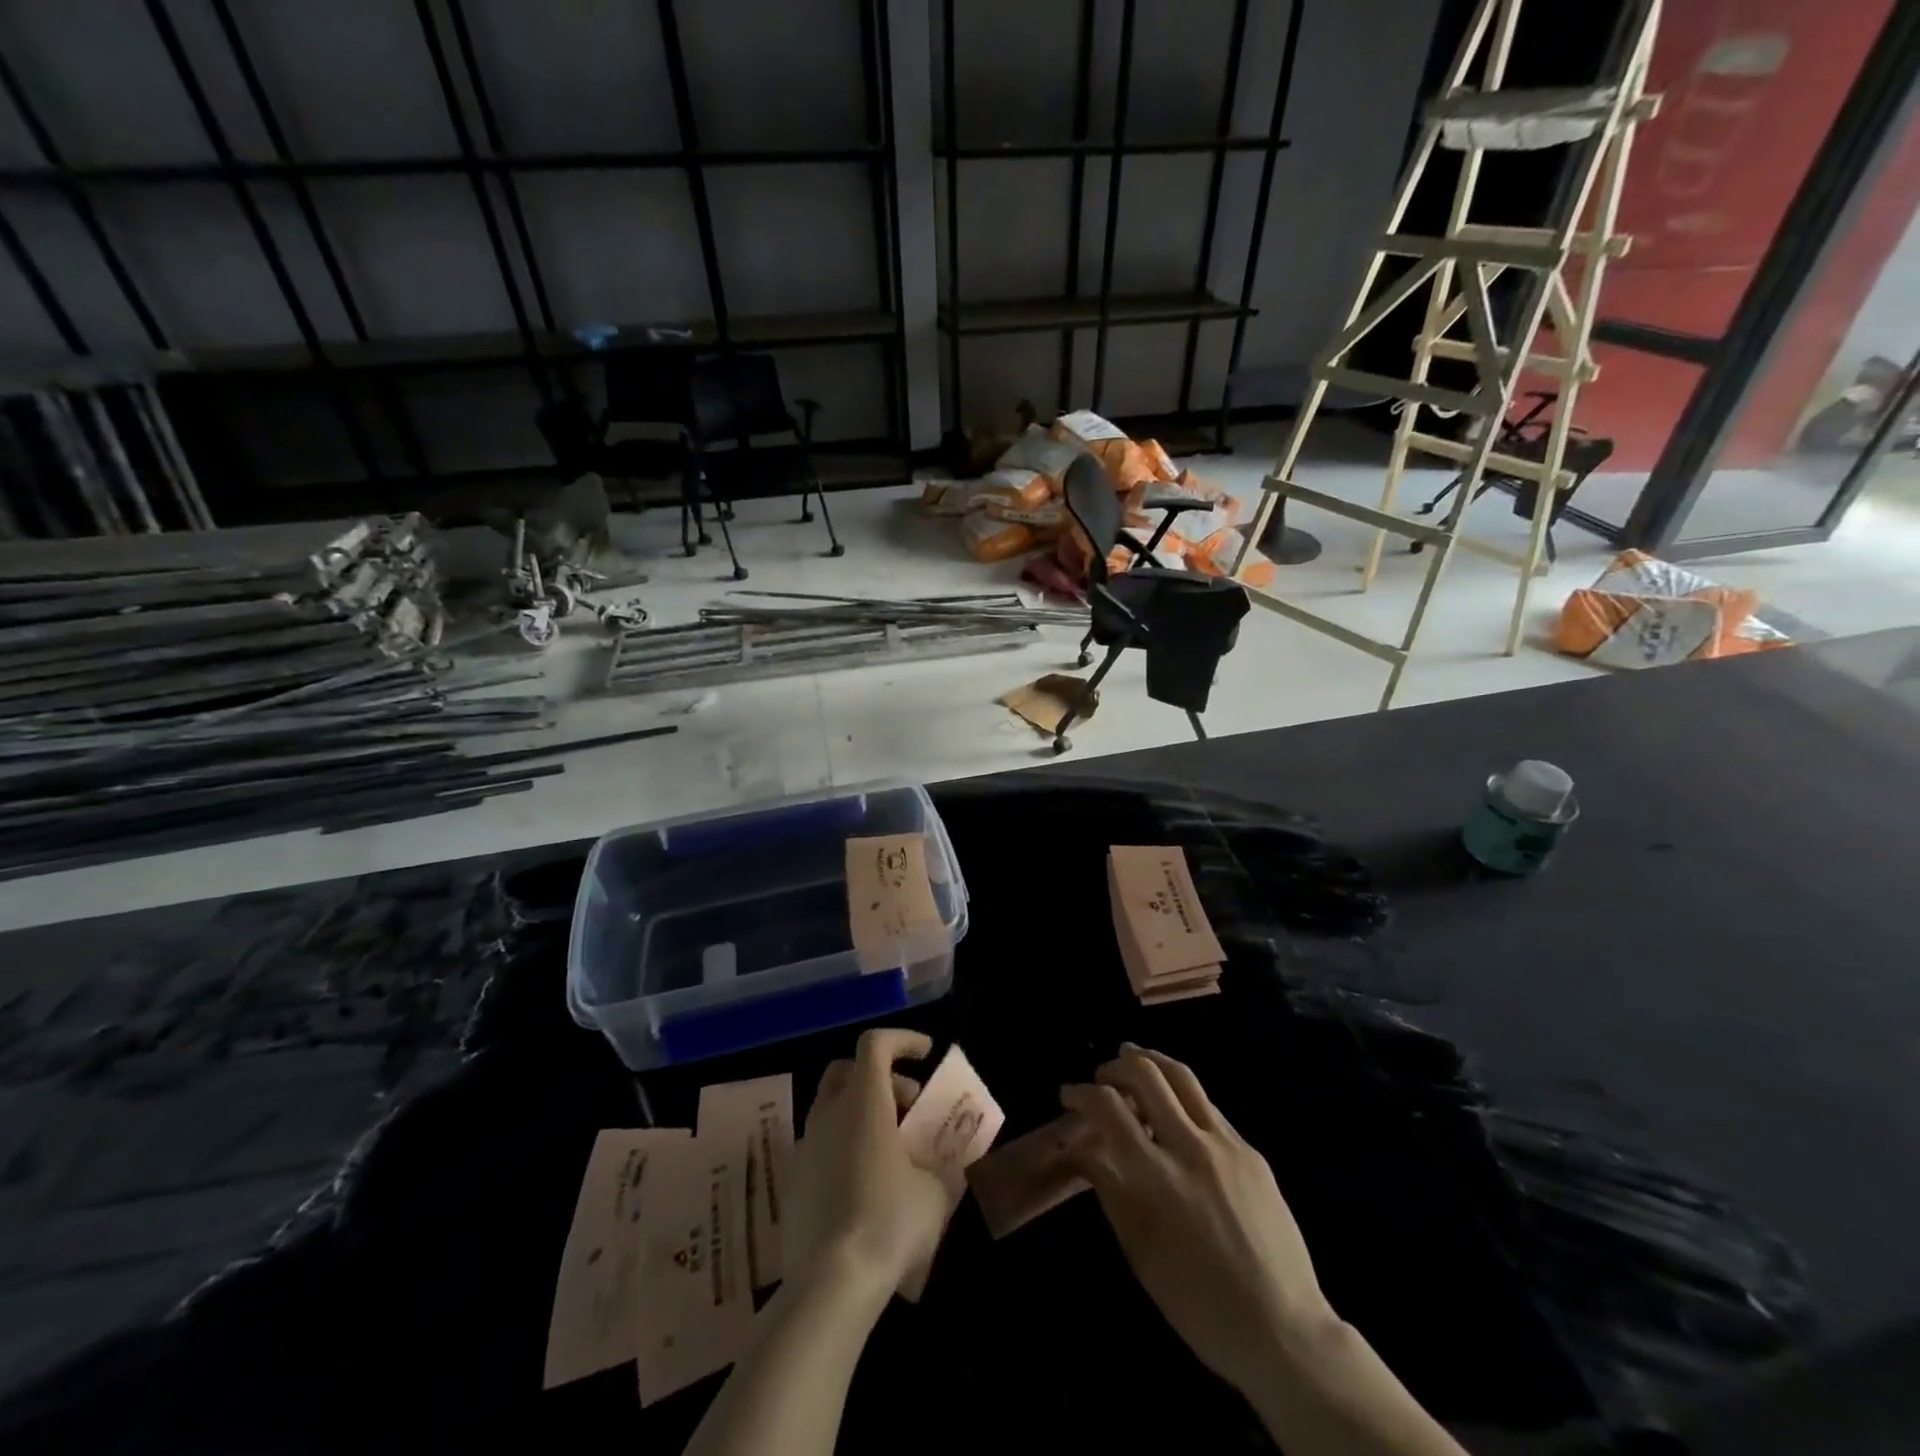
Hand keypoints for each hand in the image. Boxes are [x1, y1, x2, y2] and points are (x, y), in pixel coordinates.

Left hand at [792, 1028, 950, 1290]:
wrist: (829, 1286)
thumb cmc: (890, 1222)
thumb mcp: (936, 1192)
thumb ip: (943, 1165)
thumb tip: (947, 1162)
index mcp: (864, 1101)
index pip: (875, 1044)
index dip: (902, 1040)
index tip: (926, 1055)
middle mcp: (828, 1113)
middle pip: (848, 1070)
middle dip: (881, 1078)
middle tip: (910, 1107)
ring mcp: (805, 1146)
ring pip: (832, 1108)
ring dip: (862, 1113)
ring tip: (892, 1150)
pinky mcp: (792, 1181)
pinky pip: (821, 1144)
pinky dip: (845, 1146)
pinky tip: (865, 1184)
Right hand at [1060, 1044, 1339, 1393]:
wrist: (1283, 1331)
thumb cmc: (1199, 1303)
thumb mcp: (1140, 1252)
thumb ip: (1109, 1189)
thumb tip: (1079, 1148)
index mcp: (1157, 1177)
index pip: (1109, 1107)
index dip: (1081, 1094)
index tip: (1068, 1095)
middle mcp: (1191, 1147)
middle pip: (1146, 1074)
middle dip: (1115, 1066)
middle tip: (1101, 1077)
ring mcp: (1226, 1144)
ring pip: (1183, 1076)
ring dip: (1151, 1061)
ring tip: (1133, 1058)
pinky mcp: (1251, 1152)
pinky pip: (1208, 1106)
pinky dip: (1182, 1094)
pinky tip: (1174, 1107)